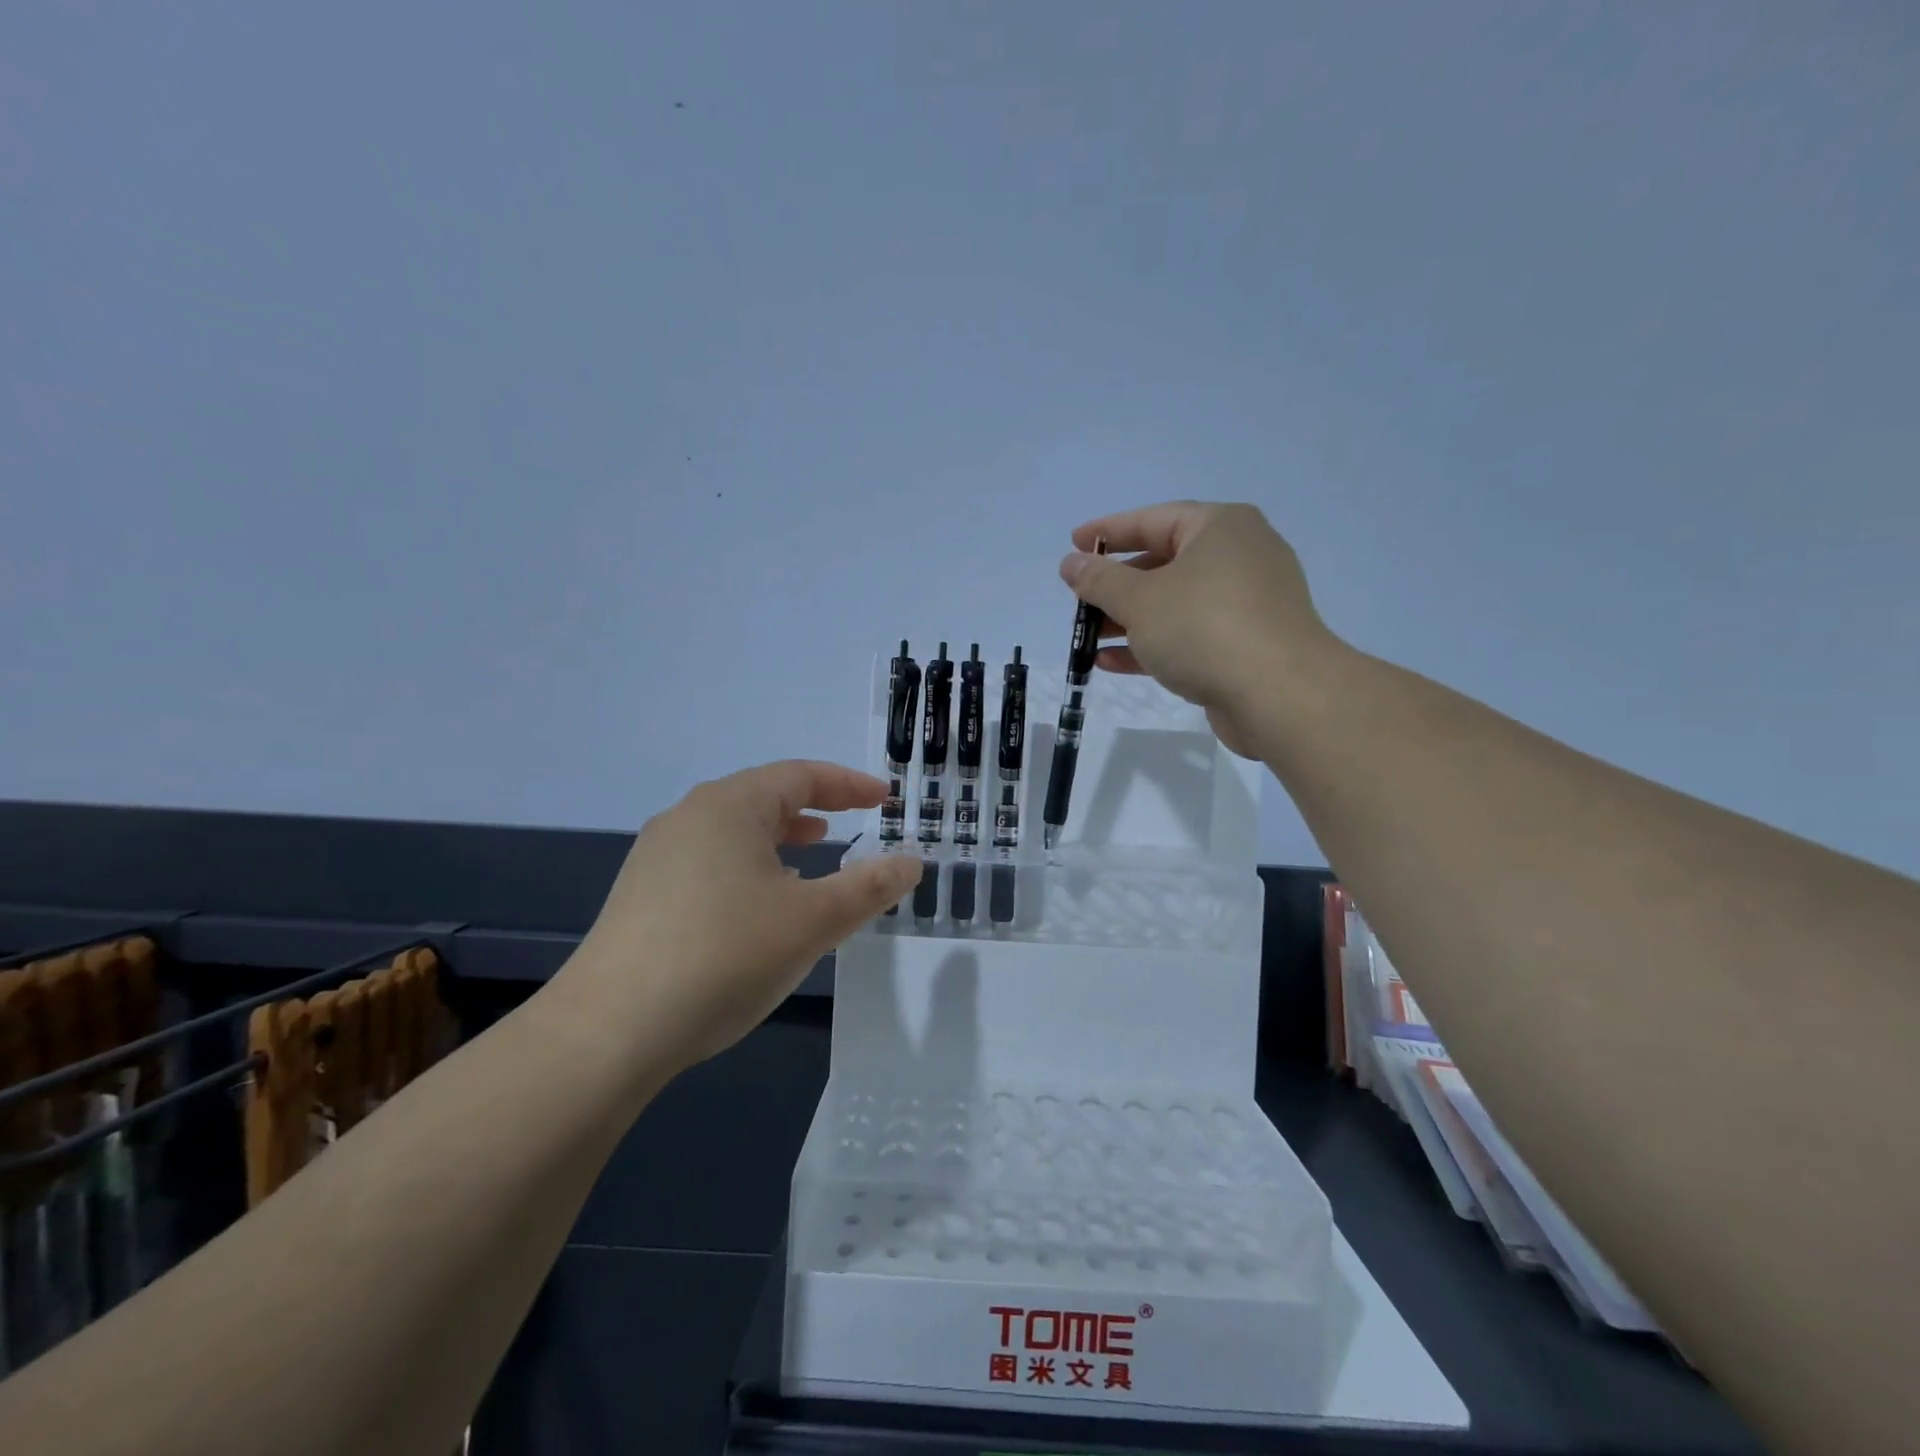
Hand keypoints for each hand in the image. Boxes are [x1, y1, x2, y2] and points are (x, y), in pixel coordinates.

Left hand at [562, 761, 921, 1071]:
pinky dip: (748, 867)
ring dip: (779, 840)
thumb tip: (912, 862)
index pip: (800, 775)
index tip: (884, 799)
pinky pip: (709, 862)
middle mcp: (688, 817)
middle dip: (813, 808)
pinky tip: (758, 906)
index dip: (848, 785)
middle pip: (763, 797)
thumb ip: (869, 887)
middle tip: (852, 823)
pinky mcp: (641, 895)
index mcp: (730, 806)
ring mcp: (657, 856)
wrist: (609, 1030)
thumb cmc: (725, 955)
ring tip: (810, 861)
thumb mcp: (813, 920)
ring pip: (734, 832)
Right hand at [1058, 501, 1339, 756]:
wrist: (1280, 695)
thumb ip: (1100, 580)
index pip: (1154, 519)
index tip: (1074, 544)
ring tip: (1087, 636)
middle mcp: (1238, 557)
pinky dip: (1152, 644)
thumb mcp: (1140, 599)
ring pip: (1174, 604)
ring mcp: (1245, 604)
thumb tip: (1070, 563)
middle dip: (1116, 585)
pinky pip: (1188, 635)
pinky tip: (1111, 662)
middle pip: (1164, 563)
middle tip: (1079, 598)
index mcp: (1220, 528)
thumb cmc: (1205, 628)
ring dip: (1128, 620)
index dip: (1109, 532)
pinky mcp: (1245, 645)